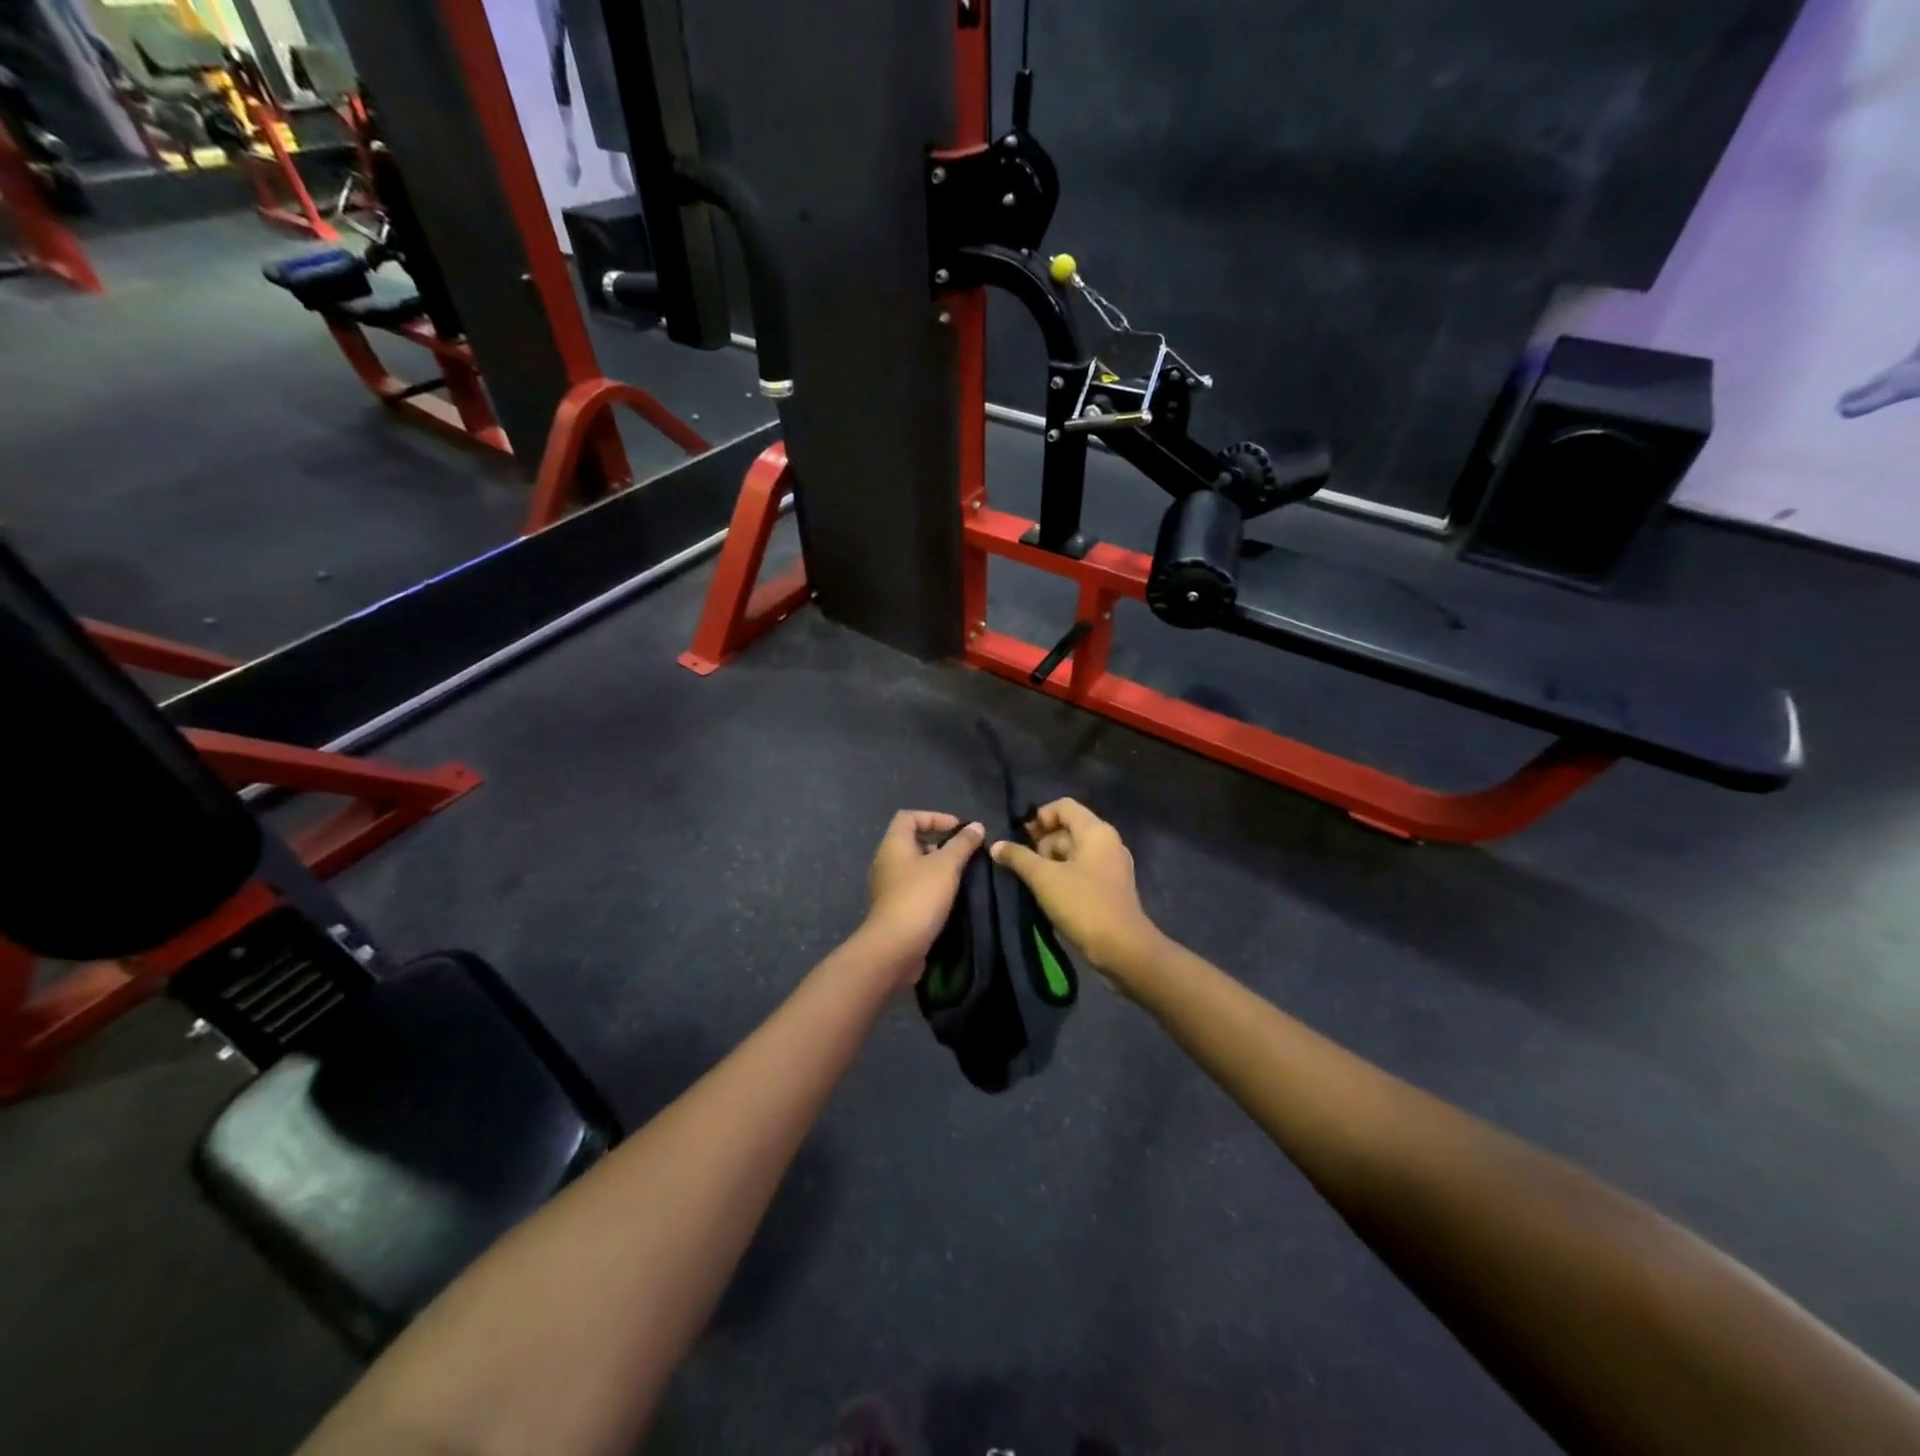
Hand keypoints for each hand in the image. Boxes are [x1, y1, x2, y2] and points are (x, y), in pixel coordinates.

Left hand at [865, 811, 985, 974]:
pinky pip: (915, 888)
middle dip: (940, 844)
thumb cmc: (919, 897)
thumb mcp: (946, 866)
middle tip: (965, 854)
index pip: (909, 817)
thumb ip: (962, 844)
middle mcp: (886, 862)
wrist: (895, 948)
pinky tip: (951, 898)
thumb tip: (976, 826)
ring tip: (962, 876)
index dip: (934, 817)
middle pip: (912, 841)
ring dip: (938, 868)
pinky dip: (932, 888)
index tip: (958, 829)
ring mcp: (888, 887)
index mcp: (893, 845)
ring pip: (915, 867)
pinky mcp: (894, 909)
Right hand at [991, 799, 1159, 977]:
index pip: (1063, 806)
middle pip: (1068, 828)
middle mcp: (1108, 842)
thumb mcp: (1044, 878)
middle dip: (1042, 842)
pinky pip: (1082, 870)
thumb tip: (996, 845)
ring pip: (1074, 852)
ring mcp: (1111, 866)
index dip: (1038, 817)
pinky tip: (1047, 893)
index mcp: (1096, 831)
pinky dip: (1063, 875)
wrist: (1122, 948)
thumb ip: (1018, 858)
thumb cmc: (1083, 903)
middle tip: (1022, 864)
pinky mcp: (1110, 888)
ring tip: (1030, 880)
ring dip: (1050, 861)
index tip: (1020, 837)